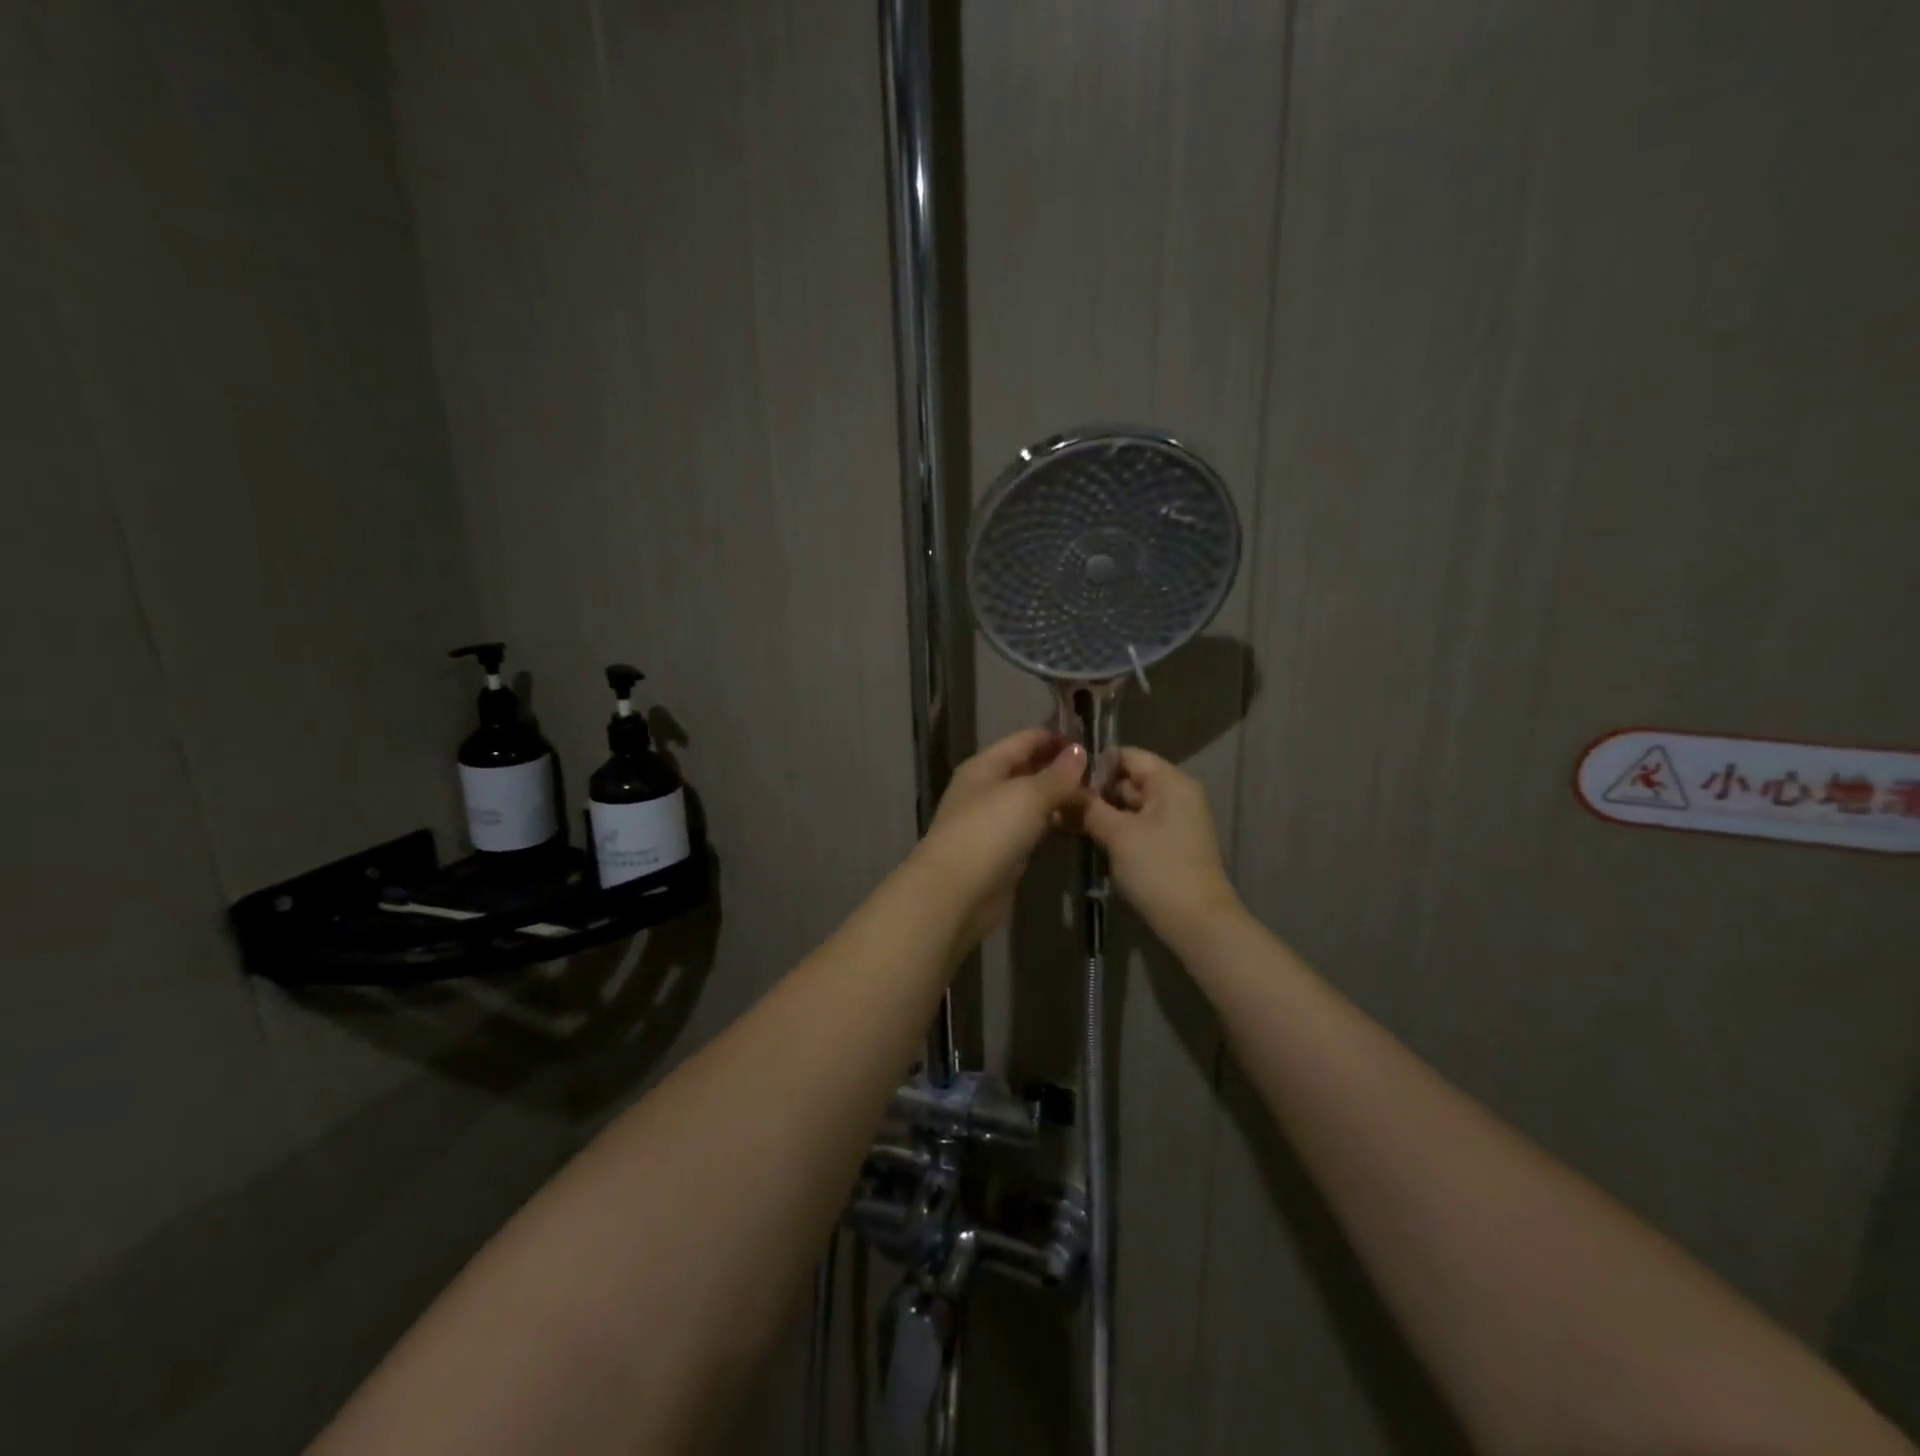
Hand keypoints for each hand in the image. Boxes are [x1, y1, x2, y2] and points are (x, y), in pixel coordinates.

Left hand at [913, 728, 1087, 946]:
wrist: (956, 893)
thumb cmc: (989, 832)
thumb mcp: (1027, 795)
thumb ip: (1057, 774)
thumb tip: (1079, 751)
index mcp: (985, 766)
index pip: (1025, 739)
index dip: (1057, 736)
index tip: (1093, 737)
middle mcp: (986, 789)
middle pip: (1028, 769)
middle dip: (1062, 768)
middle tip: (1104, 770)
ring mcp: (993, 821)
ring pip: (1032, 800)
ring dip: (1060, 797)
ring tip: (1099, 795)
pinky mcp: (1003, 851)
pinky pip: (1033, 827)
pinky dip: (1053, 822)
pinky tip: (1078, 823)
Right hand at [1078, 748, 1242, 943]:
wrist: (1197, 923)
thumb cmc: (1158, 868)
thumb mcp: (1117, 834)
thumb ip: (1089, 807)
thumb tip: (1063, 789)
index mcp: (1171, 781)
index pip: (1127, 755)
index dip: (1094, 763)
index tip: (1063, 776)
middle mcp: (1177, 794)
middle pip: (1128, 780)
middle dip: (1094, 792)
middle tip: (1057, 802)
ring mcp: (1176, 821)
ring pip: (1130, 806)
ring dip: (1101, 813)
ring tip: (1064, 820)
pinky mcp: (1170, 845)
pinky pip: (1138, 826)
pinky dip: (1115, 830)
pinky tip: (1087, 838)